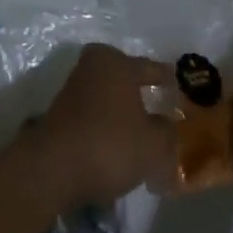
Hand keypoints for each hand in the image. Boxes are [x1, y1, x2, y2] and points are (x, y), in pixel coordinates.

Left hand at [33, 43, 176, 204]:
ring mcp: (72, 89)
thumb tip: (165, 123)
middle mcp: (92, 68)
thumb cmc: (110, 145)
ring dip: (121, 112)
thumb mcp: (153, 144)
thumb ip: (166, 131)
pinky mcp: (59, 114)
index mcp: (117, 63)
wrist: (52, 169)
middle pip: (124, 78)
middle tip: (158, 108)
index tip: (180, 90)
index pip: (151, 68)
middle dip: (139, 92)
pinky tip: (116, 146)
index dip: (168, 81)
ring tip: (139, 133)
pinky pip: (93, 115)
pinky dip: (105, 126)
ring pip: (107, 97)